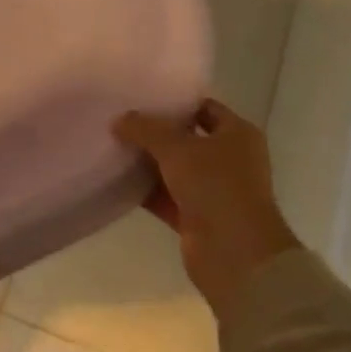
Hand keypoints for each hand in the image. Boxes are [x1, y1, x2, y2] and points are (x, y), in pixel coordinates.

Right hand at [113, 98, 299, 315]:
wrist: (236, 255)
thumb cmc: (216, 187)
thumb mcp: (176, 148)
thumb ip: (145, 129)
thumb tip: (119, 119)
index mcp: (237, 135)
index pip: (204, 107)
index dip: (176, 101)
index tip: (143, 96)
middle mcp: (229, 159)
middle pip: (186, 138)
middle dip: (156, 131)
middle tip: (121, 119)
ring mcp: (214, 190)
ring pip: (174, 168)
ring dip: (148, 161)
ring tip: (113, 144)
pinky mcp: (196, 217)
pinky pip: (166, 196)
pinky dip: (146, 189)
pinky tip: (117, 179)